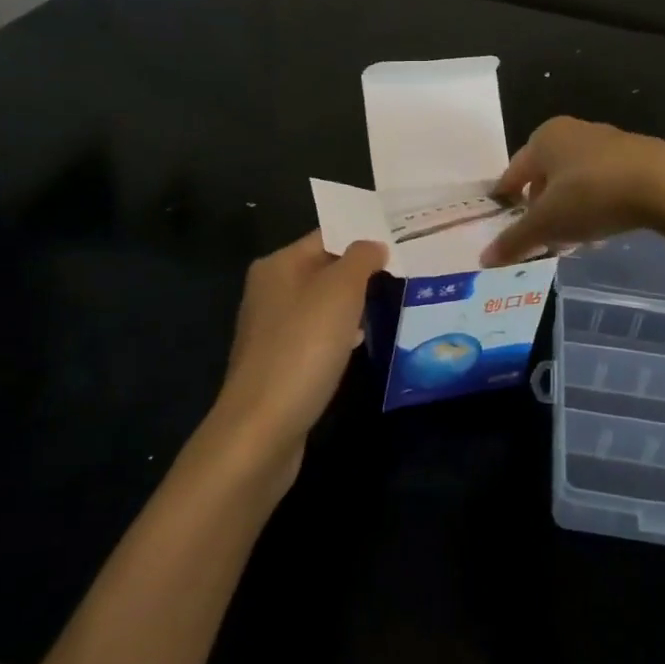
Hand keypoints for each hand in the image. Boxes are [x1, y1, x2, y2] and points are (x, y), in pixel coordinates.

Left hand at [212, 232, 386, 469]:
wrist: (262, 428)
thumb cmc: (303, 347)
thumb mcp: (341, 291)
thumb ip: (361, 259)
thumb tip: (374, 244)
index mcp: (277, 265)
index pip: (326, 236)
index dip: (362, 237)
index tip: (399, 240)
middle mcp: (268, 291)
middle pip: (323, 269)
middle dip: (360, 272)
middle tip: (402, 272)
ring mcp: (270, 330)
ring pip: (321, 304)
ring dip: (351, 306)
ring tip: (389, 304)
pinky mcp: (277, 363)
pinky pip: (315, 336)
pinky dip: (338, 335)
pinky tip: (359, 346)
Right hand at [480, 117, 664, 266]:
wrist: (664, 183)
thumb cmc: (591, 195)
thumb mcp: (547, 223)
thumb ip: (515, 240)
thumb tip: (484, 259)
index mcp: (543, 138)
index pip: (513, 173)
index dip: (505, 200)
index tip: (502, 222)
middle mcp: (571, 132)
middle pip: (545, 177)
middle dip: (541, 210)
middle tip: (540, 239)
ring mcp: (606, 142)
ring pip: (574, 182)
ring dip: (569, 211)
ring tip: (572, 242)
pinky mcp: (634, 157)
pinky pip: (602, 185)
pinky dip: (594, 206)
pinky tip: (601, 231)